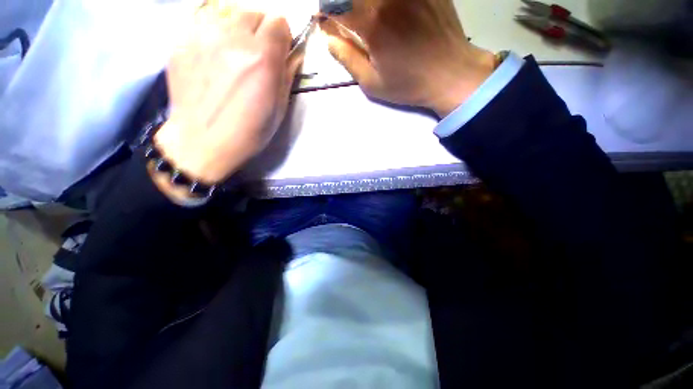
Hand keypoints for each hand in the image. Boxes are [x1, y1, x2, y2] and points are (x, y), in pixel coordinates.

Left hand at [153, 2, 301, 195]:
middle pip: (254, 11)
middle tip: (258, 51)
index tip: (279, 50)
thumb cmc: (249, 131)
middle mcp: (233, 39)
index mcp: (262, 59)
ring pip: (228, 10)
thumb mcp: (279, 109)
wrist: (203, 141)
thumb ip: (286, 75)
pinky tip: (213, 50)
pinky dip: (214, 29)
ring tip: (234, 49)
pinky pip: (203, 19)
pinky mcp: (181, 40)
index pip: (279, 21)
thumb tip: (292, 54)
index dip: (282, 36)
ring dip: (238, 26)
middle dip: (261, 29)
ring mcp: (202, 36)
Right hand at [321, 0, 495, 116]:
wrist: (451, 74)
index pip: (336, 5)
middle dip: (344, 5)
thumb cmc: (409, 84)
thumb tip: (329, 39)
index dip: (327, 12)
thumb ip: (348, 59)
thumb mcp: (373, 83)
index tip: (327, 22)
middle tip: (347, 18)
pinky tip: (390, 16)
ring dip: (363, 4)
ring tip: (367, 19)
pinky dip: (385, 4)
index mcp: (372, 22)